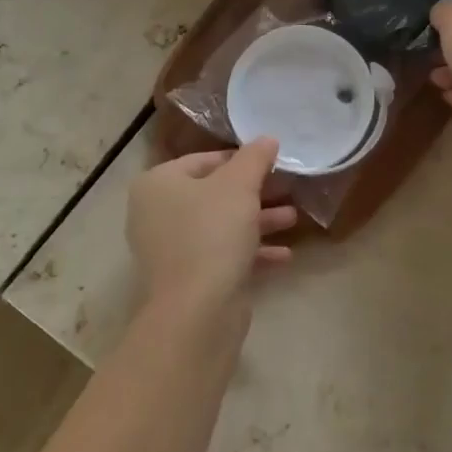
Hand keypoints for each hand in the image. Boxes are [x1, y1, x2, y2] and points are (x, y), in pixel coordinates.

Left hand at [126, 139, 297, 321]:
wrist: (197, 312)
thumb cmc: (213, 233)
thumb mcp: (240, 185)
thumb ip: (254, 158)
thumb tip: (267, 139)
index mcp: (158, 184)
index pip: (203, 159)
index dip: (240, 159)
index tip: (272, 162)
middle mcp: (157, 214)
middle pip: (214, 194)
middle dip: (255, 193)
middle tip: (287, 188)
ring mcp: (171, 249)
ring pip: (221, 226)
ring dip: (258, 221)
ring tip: (294, 219)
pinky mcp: (188, 279)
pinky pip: (223, 256)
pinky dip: (251, 252)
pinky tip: (285, 256)